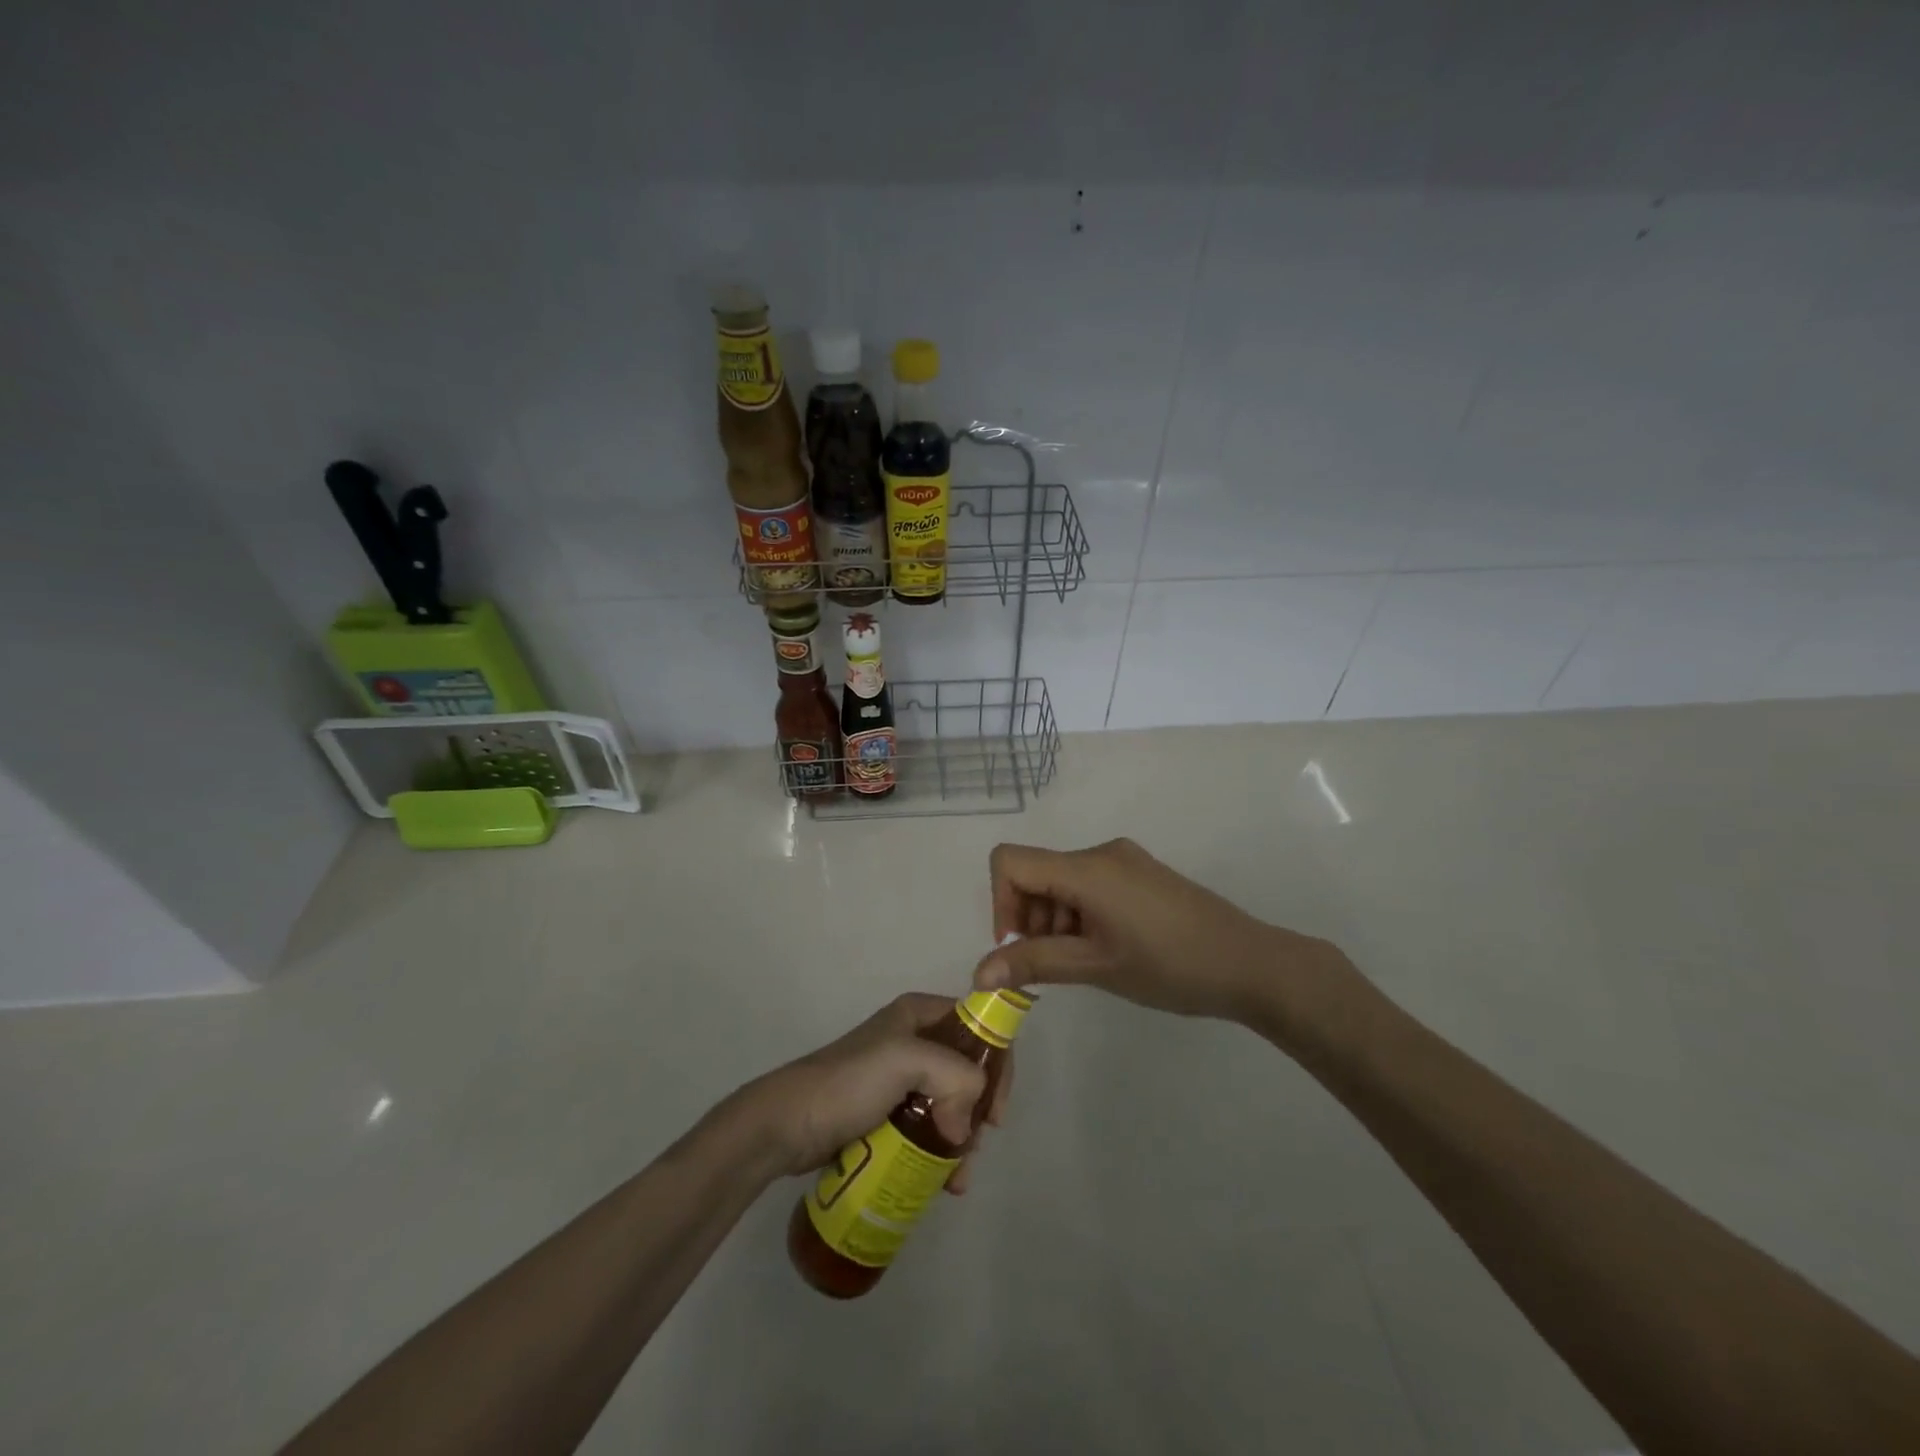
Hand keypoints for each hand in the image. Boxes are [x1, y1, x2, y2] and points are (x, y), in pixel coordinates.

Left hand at [736, 994, 1012, 1189]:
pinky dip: (941, 1152)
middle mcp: (913, 1039)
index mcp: (919, 1014)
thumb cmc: (848, 1083)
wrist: (787, 1125)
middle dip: (978, 1111)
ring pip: (950, 1103)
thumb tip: (966, 1128)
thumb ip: (953, 1077)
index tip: (997, 1112)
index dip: (997, 1064)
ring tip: (956, 1177)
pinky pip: (928, 1128)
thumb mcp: (905, 1061)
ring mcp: (899, 1078)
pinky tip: (943, 1182)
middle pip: (967, 1070)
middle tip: (973, 1146)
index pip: (978, 1026)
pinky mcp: (887, 1112)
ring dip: (962, 1139)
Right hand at [974, 838, 1341, 1025]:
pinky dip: (1080, 914)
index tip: (1019, 946)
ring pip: (1062, 881)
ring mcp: (1124, 860)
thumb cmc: (1170, 966)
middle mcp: (1101, 853)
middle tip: (1055, 965)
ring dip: (1056, 921)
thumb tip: (978, 973)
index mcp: (1087, 868)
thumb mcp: (1097, 967)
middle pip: (1036, 872)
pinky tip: (1107, 948)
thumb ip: (1034, 964)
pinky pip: (1089, 884)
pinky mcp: (1140, 873)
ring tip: (1086, 962)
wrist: (1250, 964)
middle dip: (1030, 919)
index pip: (1010, 862)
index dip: (1001, 903)